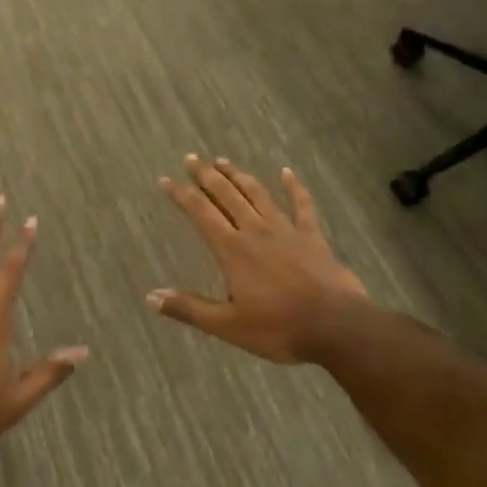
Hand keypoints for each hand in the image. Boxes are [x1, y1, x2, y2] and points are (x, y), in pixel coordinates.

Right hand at [149, 156, 368, 364]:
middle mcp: (255, 230)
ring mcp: (286, 230)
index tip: (166, 180)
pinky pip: (302, 205)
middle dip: (206, 176)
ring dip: (239, 176)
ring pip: (257, 194)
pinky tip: (287, 172)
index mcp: (232, 250)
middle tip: (191, 158)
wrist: (336, 326)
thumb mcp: (227, 325)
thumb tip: (151, 297)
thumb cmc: (278, 329)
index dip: (181, 195)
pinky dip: (294, 187)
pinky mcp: (312, 236)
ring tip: (224, 161)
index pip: (200, 213)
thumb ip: (189, 308)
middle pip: (226, 195)